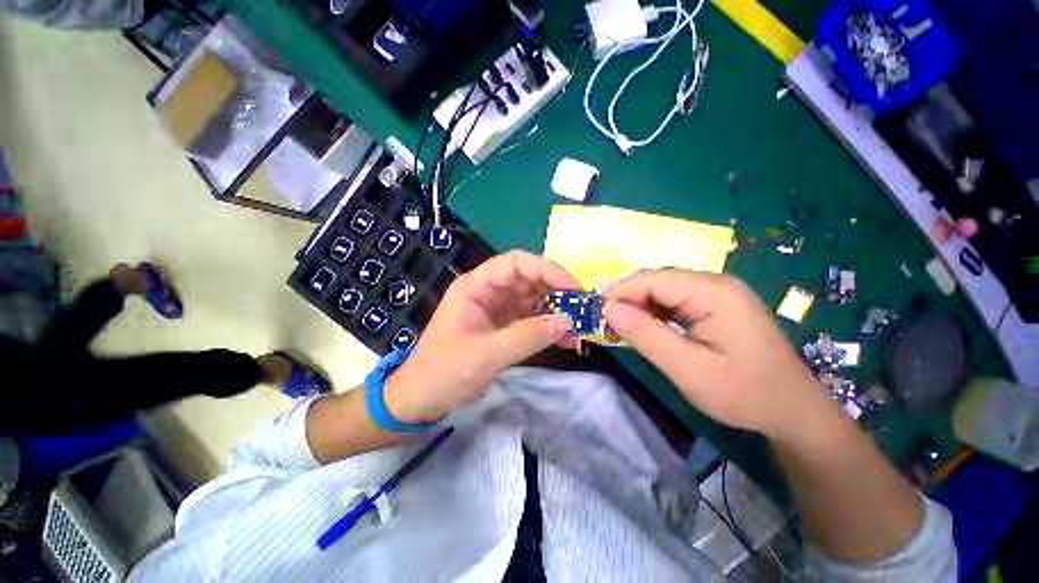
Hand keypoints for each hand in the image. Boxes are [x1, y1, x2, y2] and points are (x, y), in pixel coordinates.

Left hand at [385, 250, 577, 421]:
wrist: (421, 399)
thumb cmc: (445, 371)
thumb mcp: (487, 354)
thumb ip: (529, 336)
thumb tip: (568, 321)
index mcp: (476, 286)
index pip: (516, 263)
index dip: (547, 270)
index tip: (573, 288)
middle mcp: (488, 292)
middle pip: (528, 279)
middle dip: (556, 290)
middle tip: (583, 307)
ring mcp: (497, 310)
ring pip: (533, 299)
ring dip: (556, 310)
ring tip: (579, 326)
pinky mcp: (503, 327)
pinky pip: (531, 319)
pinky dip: (548, 326)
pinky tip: (566, 337)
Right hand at [602, 269, 830, 439]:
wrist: (792, 410)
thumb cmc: (744, 394)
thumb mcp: (688, 370)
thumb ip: (646, 335)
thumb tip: (608, 309)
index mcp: (714, 292)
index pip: (653, 280)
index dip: (620, 293)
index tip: (596, 314)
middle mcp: (715, 283)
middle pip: (657, 281)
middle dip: (628, 300)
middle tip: (606, 326)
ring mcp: (718, 293)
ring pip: (663, 290)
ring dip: (639, 307)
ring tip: (621, 330)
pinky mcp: (716, 305)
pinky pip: (675, 301)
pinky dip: (654, 313)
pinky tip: (646, 329)